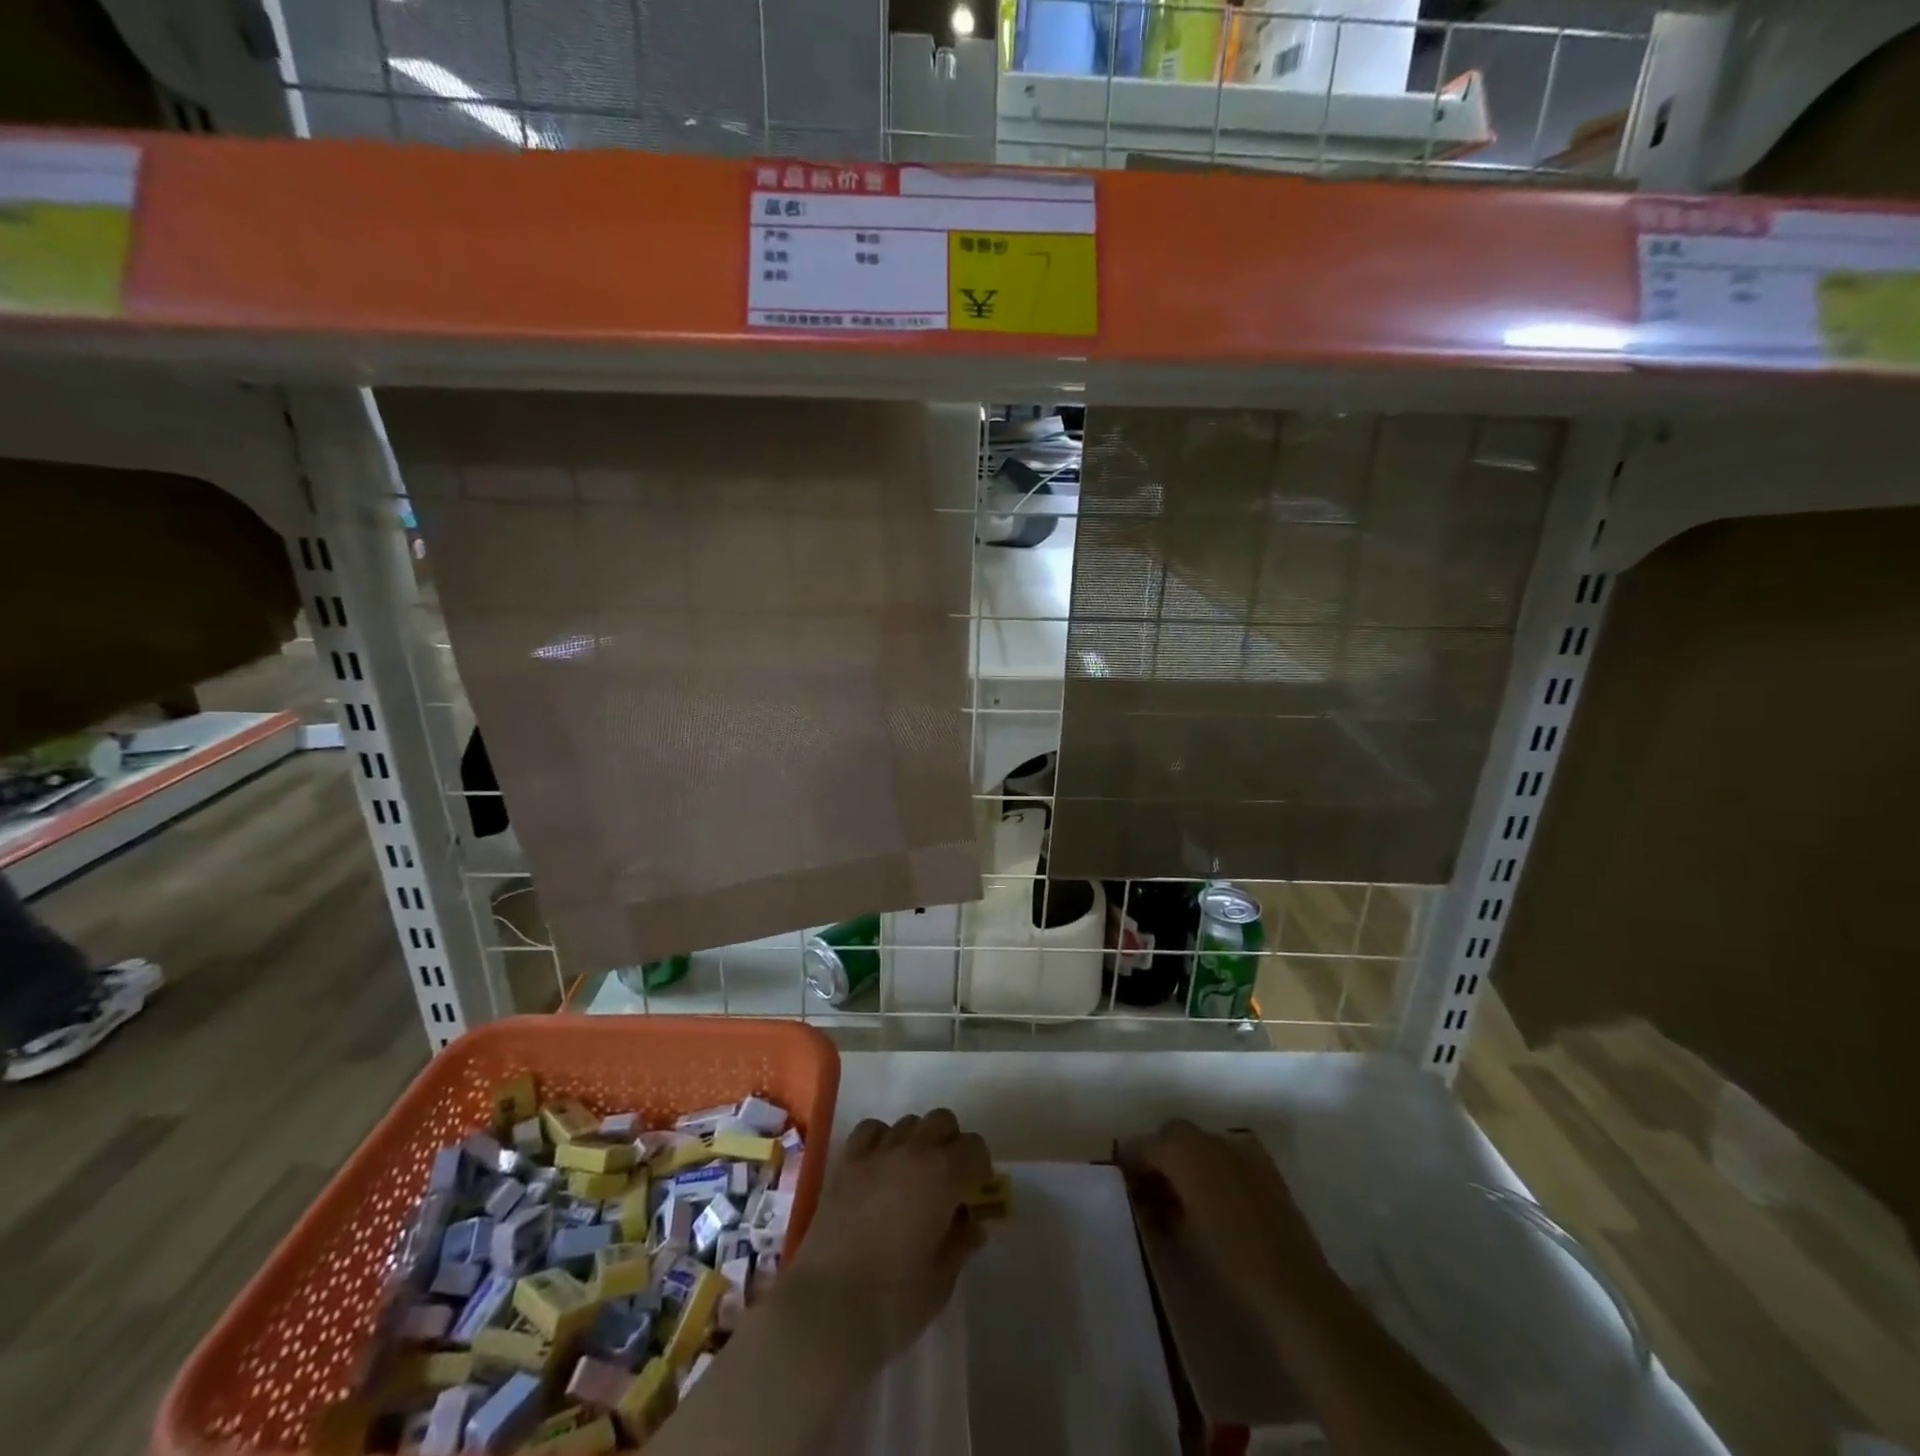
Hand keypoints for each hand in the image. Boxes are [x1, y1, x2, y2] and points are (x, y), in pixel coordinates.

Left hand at [782, 1109, 992, 1368]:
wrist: (825, 1310)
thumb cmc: (893, 1303)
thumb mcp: (940, 1282)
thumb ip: (960, 1244)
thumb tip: (972, 1225)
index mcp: (943, 1176)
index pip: (975, 1148)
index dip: (979, 1169)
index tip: (974, 1195)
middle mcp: (912, 1152)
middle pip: (942, 1121)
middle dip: (951, 1145)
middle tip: (947, 1183)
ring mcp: (876, 1153)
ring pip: (909, 1122)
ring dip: (918, 1142)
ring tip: (912, 1178)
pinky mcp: (846, 1162)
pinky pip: (872, 1130)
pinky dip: (882, 1140)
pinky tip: (880, 1169)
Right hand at [1117, 1118, 1332, 1303]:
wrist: (1293, 1286)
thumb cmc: (1228, 1261)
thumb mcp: (1179, 1233)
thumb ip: (1158, 1205)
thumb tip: (1146, 1195)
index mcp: (1183, 1151)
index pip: (1144, 1144)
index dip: (1130, 1159)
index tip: (1123, 1179)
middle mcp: (1209, 1138)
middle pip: (1173, 1134)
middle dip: (1160, 1154)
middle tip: (1153, 1187)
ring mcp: (1240, 1147)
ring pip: (1201, 1141)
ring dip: (1187, 1158)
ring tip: (1184, 1194)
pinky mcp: (1264, 1164)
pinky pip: (1227, 1153)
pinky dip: (1215, 1165)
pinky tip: (1216, 1197)